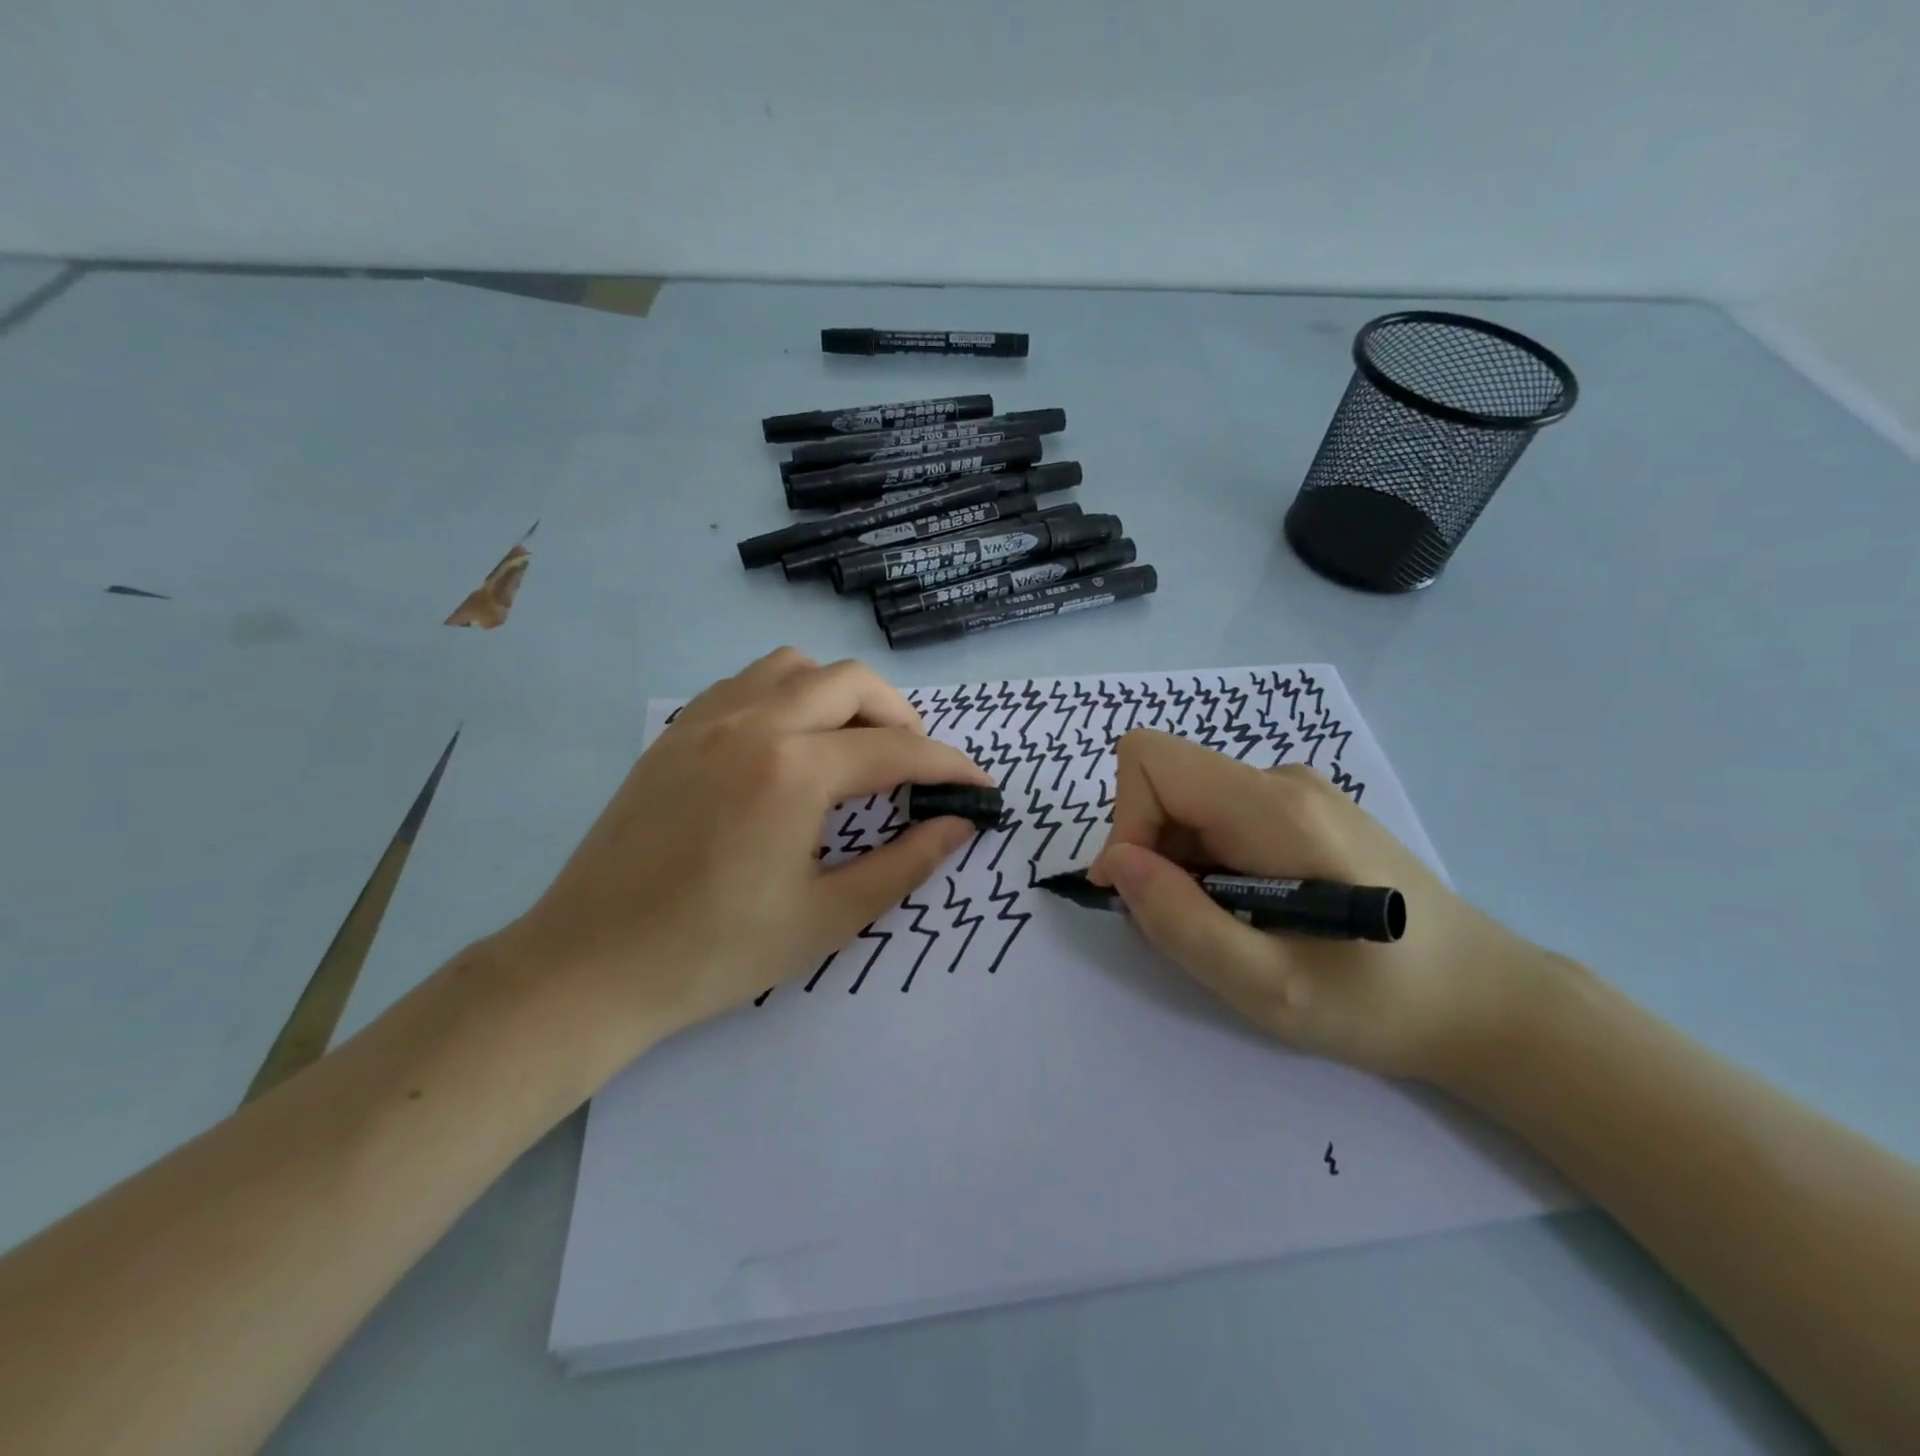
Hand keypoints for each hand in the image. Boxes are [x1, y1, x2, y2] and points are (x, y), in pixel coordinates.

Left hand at [497, 649, 990, 1045]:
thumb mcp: (827, 917)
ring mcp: (706, 720)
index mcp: (794, 771)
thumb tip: (957, 825)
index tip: (979, 788)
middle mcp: (752, 723)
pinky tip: (789, 746)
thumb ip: (904, 864)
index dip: (950, 766)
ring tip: (853, 748)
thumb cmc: (715, 953)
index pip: (897, 750)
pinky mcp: (675, 732)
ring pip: (796, 667)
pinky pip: (747, 682)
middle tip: (915, 767)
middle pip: (852, 682)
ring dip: (841, 695)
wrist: (590, 966)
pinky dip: (789, 695)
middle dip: (901, 718)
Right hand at [1089, 729, 1545, 1082]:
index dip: (1127, 822)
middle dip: (1155, 855)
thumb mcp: (1267, 985)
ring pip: (1190, 806)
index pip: (1151, 761)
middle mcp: (1281, 780)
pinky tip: (1258, 912)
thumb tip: (1116, 864)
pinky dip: (1211, 865)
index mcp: (1273, 807)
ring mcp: (1297, 792)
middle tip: (1198, 927)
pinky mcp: (1305, 812)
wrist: (1487, 1001)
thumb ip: (1180, 921)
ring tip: (1237, 928)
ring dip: (1183, 867)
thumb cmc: (1380, 1001)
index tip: (1145, 893)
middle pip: (1167, 784)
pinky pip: (1221, 819)